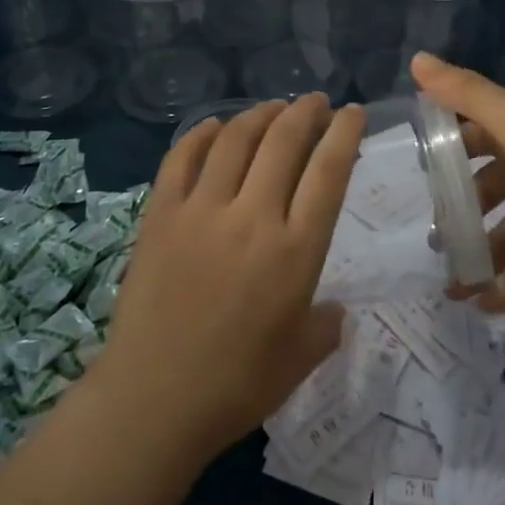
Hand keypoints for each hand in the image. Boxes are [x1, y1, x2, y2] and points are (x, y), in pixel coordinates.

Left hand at [96, 95, 362, 463]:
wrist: (151, 402)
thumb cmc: (235, 386)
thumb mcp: (299, 360)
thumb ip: (325, 326)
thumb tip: (336, 309)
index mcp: (295, 251)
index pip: (328, 172)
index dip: (344, 133)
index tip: (353, 112)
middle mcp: (252, 217)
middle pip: (284, 142)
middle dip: (305, 112)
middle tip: (315, 102)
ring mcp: (201, 210)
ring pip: (235, 139)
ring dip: (259, 114)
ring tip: (273, 108)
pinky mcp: (161, 215)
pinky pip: (181, 158)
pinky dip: (200, 134)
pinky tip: (214, 125)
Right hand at [412, 52, 504, 309]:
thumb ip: (464, 92)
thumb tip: (415, 57)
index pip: (469, 135)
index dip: (442, 151)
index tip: (412, 175)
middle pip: (483, 189)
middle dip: (456, 213)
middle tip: (430, 240)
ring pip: (504, 232)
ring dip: (479, 255)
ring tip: (451, 285)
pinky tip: (485, 304)